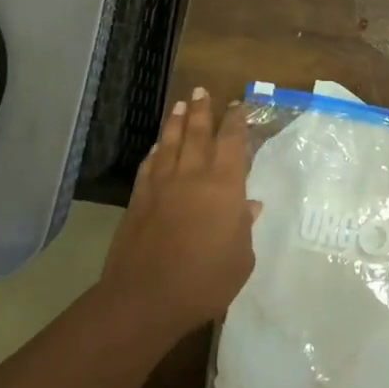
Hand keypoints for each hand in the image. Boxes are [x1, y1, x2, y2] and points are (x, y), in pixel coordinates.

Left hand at [101, 88, 259, 338]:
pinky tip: (156, 146)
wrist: (146, 297)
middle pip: (197, 133)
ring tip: (180, 105)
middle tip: (201, 90)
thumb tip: (250, 205)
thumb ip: (244, 227)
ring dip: (176, 121)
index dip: (235, 122)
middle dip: (201, 110)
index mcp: (223, 186)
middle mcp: (192, 175)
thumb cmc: (205, 281)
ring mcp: (161, 185)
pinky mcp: (139, 198)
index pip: (231, 142)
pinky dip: (154, 151)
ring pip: (169, 142)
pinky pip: (149, 165)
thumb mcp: (240, 258)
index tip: (237, 106)